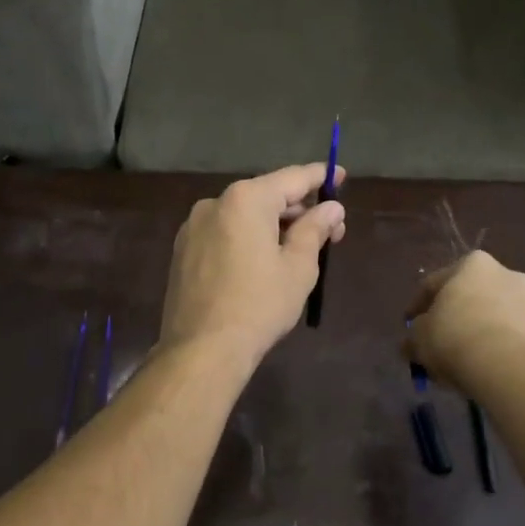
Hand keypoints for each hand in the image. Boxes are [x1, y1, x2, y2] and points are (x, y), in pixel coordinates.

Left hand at [158, 164, 347, 366]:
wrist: (201, 350)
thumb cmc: (259, 305)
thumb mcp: (298, 267)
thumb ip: (315, 229)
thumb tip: (331, 208)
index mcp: (246, 199)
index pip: (291, 178)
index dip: (320, 176)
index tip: (340, 175)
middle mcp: (215, 203)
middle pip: (266, 196)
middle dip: (299, 209)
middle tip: (330, 230)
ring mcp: (194, 226)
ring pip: (244, 215)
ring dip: (273, 225)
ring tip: (300, 248)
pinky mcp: (183, 250)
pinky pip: (224, 232)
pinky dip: (248, 237)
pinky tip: (263, 261)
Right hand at [405, 251, 524, 391]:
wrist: (508, 369)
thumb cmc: (455, 338)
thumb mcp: (418, 337)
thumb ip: (413, 335)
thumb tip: (411, 343)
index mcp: (474, 263)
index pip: (435, 283)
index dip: (418, 307)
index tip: (409, 326)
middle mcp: (507, 273)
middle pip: (470, 297)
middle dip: (455, 318)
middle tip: (439, 343)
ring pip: (495, 317)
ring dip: (479, 331)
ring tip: (465, 359)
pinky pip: (514, 337)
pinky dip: (499, 347)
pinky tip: (487, 367)